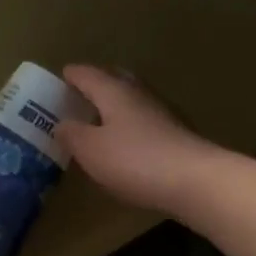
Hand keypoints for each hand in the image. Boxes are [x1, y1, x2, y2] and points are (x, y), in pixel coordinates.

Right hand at [54, 65, 227, 215]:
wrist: (193, 180)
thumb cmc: (134, 160)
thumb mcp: (91, 150)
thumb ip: (72, 134)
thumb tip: (62, 123)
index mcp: (114, 91)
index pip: (88, 75)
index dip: (72, 75)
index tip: (61, 76)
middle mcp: (139, 94)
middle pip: (115, 80)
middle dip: (98, 83)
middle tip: (82, 92)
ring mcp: (162, 113)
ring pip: (133, 99)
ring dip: (115, 104)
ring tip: (100, 117)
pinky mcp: (175, 135)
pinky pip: (145, 120)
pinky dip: (130, 124)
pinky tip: (127, 140)